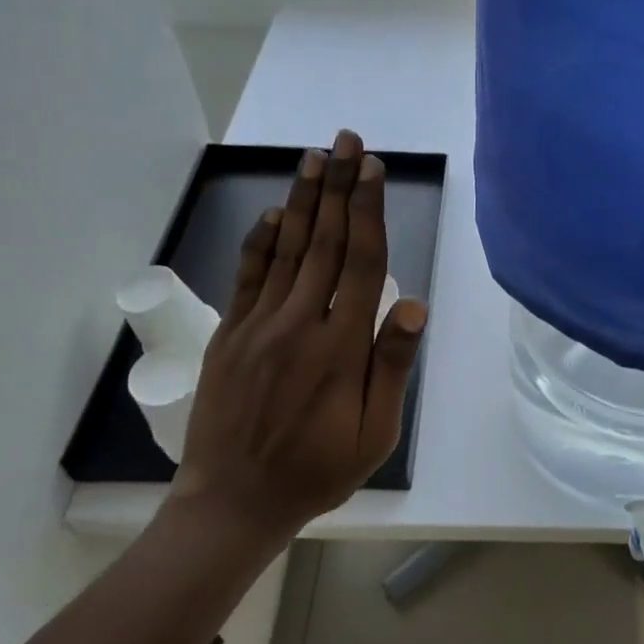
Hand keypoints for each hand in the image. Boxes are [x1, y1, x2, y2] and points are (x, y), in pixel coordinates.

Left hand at [169, 129, 426, 554]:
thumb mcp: (374, 434)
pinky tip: (275, 215)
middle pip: (325, 243)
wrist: (235, 501)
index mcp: (340, 346)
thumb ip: (391, 367)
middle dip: (338, 188)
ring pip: (287, 250)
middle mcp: (299, 323)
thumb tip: (412, 305)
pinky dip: (262, 241)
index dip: (368, 211)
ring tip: (315, 158)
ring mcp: (259, 326)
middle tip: (346, 141)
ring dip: (304, 201)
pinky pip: (248, 277)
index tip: (372, 169)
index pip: (361, 262)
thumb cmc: (317, 471)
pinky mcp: (230, 336)